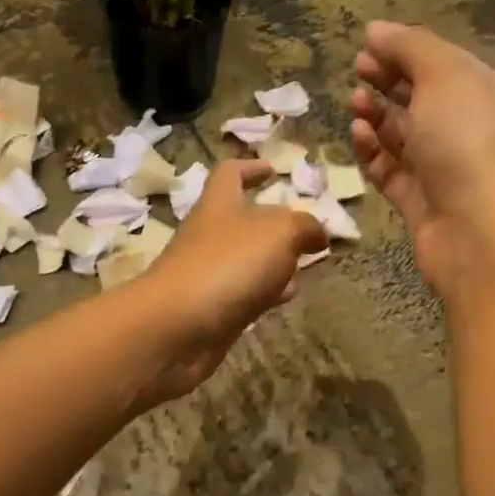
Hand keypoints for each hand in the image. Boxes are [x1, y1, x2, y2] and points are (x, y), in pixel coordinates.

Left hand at [134, 159, 327, 401]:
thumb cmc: (227, 265)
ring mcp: (207, 274)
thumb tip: (317, 232)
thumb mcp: (279, 233)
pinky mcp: (210, 310)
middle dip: (273, 225)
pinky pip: (242, 293)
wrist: (177, 328)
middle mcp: (209, 235)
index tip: (273, 170)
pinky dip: (264, 293)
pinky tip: (283, 298)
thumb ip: (304, 226)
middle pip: (241, 221)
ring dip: (272, 262)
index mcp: (219, 204)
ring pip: (245, 260)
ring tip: (303, 267)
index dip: (250, 168)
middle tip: (303, 232)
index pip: (230, 174)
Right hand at [351, 22, 494, 302]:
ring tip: (354, 105)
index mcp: (482, 92)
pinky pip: (389, 169)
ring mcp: (440, 166)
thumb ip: (410, 48)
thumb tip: (376, 29)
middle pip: (419, 97)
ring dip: (376, 116)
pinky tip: (357, 136)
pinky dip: (372, 152)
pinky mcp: (418, 199)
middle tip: (357, 71)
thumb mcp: (444, 78)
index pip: (439, 63)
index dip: (404, 51)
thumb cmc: (467, 144)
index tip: (366, 45)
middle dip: (387, 81)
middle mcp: (464, 127)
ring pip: (400, 134)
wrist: (479, 233)